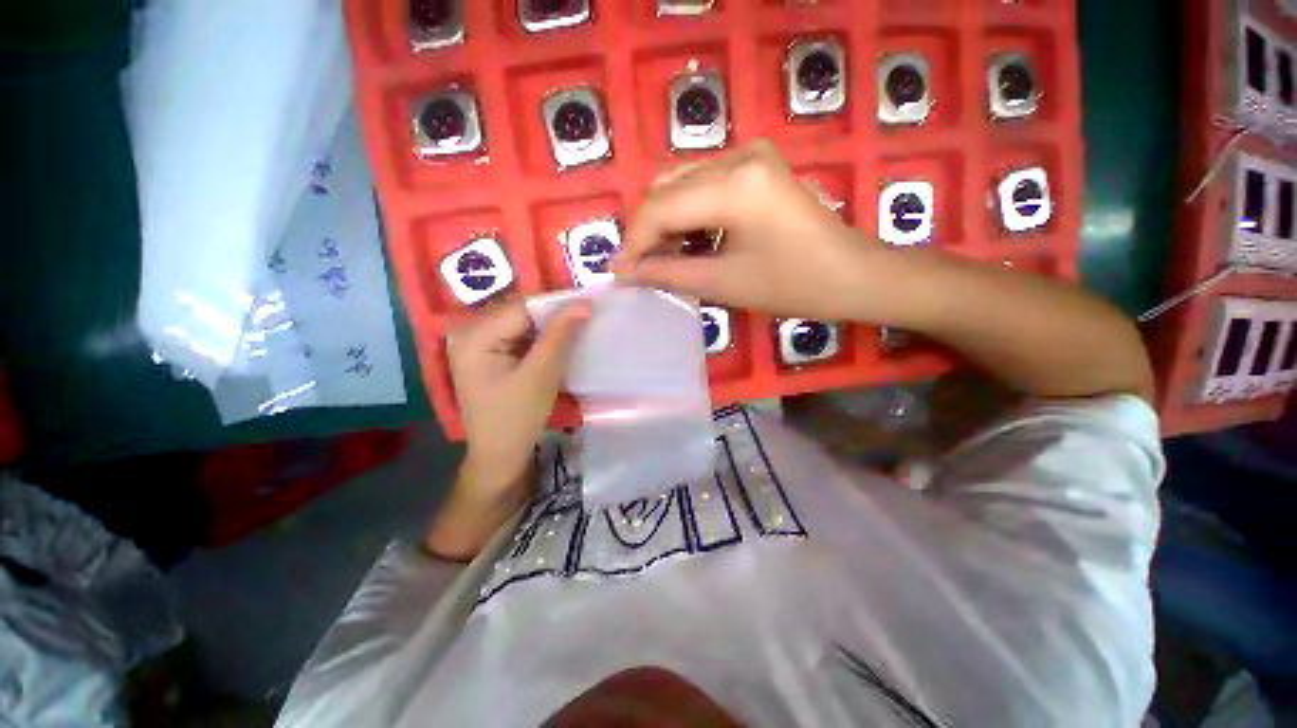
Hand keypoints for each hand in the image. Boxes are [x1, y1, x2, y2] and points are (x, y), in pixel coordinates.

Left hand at [447, 299, 589, 495]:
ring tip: (579, 327)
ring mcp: (478, 344)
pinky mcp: (489, 355)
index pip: (522, 307)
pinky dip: (541, 339)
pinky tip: (561, 343)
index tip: (589, 305)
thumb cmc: (517, 418)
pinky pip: (520, 337)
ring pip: (523, 324)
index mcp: (474, 336)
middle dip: (554, 315)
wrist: (499, 456)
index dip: (557, 304)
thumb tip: (584, 303)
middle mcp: (470, 333)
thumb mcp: (541, 375)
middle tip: (587, 316)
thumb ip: (560, 336)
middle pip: (520, 313)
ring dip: (550, 327)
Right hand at [612, 140, 871, 320]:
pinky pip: (702, 185)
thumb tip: (627, 273)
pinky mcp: (755, 166)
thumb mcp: (724, 283)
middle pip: (666, 188)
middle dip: (646, 231)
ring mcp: (749, 155)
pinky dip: (686, 215)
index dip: (633, 243)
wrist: (853, 276)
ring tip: (661, 260)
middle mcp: (738, 155)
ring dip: (664, 223)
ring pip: (681, 184)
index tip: (618, 274)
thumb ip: (669, 272)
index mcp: (734, 184)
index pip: (660, 208)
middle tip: (639, 269)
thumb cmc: (794, 286)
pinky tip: (687, 243)